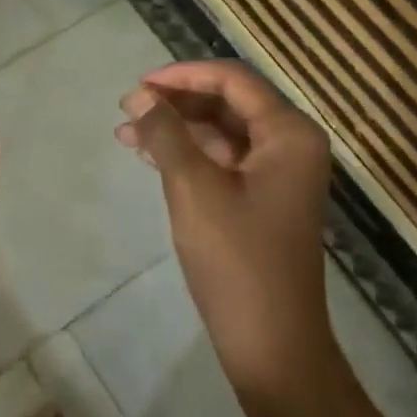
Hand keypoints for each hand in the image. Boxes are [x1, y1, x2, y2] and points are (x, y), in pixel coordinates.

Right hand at [117, 62, 332, 391]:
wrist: (271, 340)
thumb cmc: (236, 258)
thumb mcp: (194, 188)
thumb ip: (167, 134)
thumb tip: (140, 97)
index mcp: (289, 133)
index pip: (233, 81)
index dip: (183, 76)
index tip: (139, 85)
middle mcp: (290, 145)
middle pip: (229, 103)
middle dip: (177, 102)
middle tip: (128, 107)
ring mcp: (278, 175)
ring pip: (222, 134)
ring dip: (177, 129)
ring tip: (126, 131)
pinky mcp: (263, 200)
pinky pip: (223, 162)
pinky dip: (188, 156)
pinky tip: (149, 156)